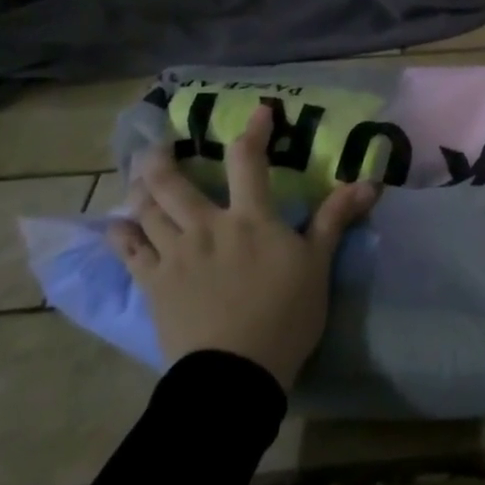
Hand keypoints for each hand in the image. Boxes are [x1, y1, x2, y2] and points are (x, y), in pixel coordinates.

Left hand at [106, 104, 376, 389]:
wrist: (235, 373)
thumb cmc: (285, 315)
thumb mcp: (318, 265)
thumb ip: (335, 219)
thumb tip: (369, 183)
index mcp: (249, 218)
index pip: (248, 160)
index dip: (252, 131)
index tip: (259, 111)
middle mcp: (206, 226)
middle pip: (173, 183)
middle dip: (162, 160)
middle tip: (156, 147)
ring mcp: (174, 255)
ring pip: (146, 212)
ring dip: (139, 191)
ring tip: (137, 180)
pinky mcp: (153, 285)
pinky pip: (128, 252)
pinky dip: (120, 235)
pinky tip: (115, 226)